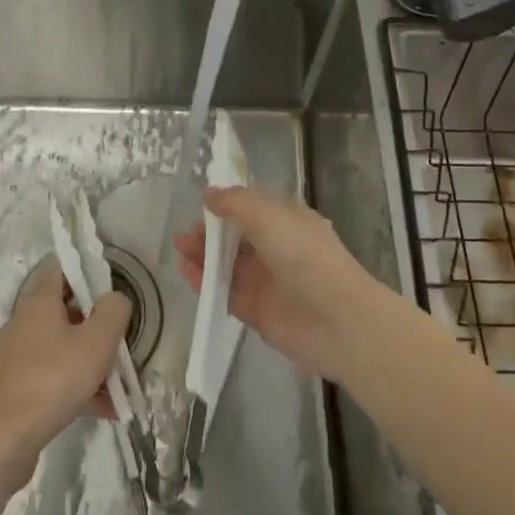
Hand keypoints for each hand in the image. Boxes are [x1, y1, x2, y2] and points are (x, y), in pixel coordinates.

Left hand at [0, 260, 129, 473]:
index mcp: (38, 302)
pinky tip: (103, 408)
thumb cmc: (56, 378)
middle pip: (62, 310)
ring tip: (118, 382)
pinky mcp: (16, 386)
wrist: (9, 436)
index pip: (59, 268)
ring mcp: (17, 356)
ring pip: (60, 347)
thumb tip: (114, 299)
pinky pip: (53, 375)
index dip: (84, 269)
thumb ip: (113, 311)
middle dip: (93, 322)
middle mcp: (22, 322)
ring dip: (88, 359)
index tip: (108, 283)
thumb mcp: (98, 340)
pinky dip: (76, 385)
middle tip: (118, 336)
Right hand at [175, 186, 393, 386]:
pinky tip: (185, 271)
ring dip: (204, 254)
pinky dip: (205, 281)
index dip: (229, 202)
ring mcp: (267, 280)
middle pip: (238, 236)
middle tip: (186, 230)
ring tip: (179, 247)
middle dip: (212, 230)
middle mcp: (278, 248)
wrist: (336, 320)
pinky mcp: (256, 310)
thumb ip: (234, 202)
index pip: (254, 206)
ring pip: (229, 263)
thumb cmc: (304, 255)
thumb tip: (209, 194)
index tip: (202, 201)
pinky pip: (225, 291)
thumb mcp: (267, 215)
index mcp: (288, 220)